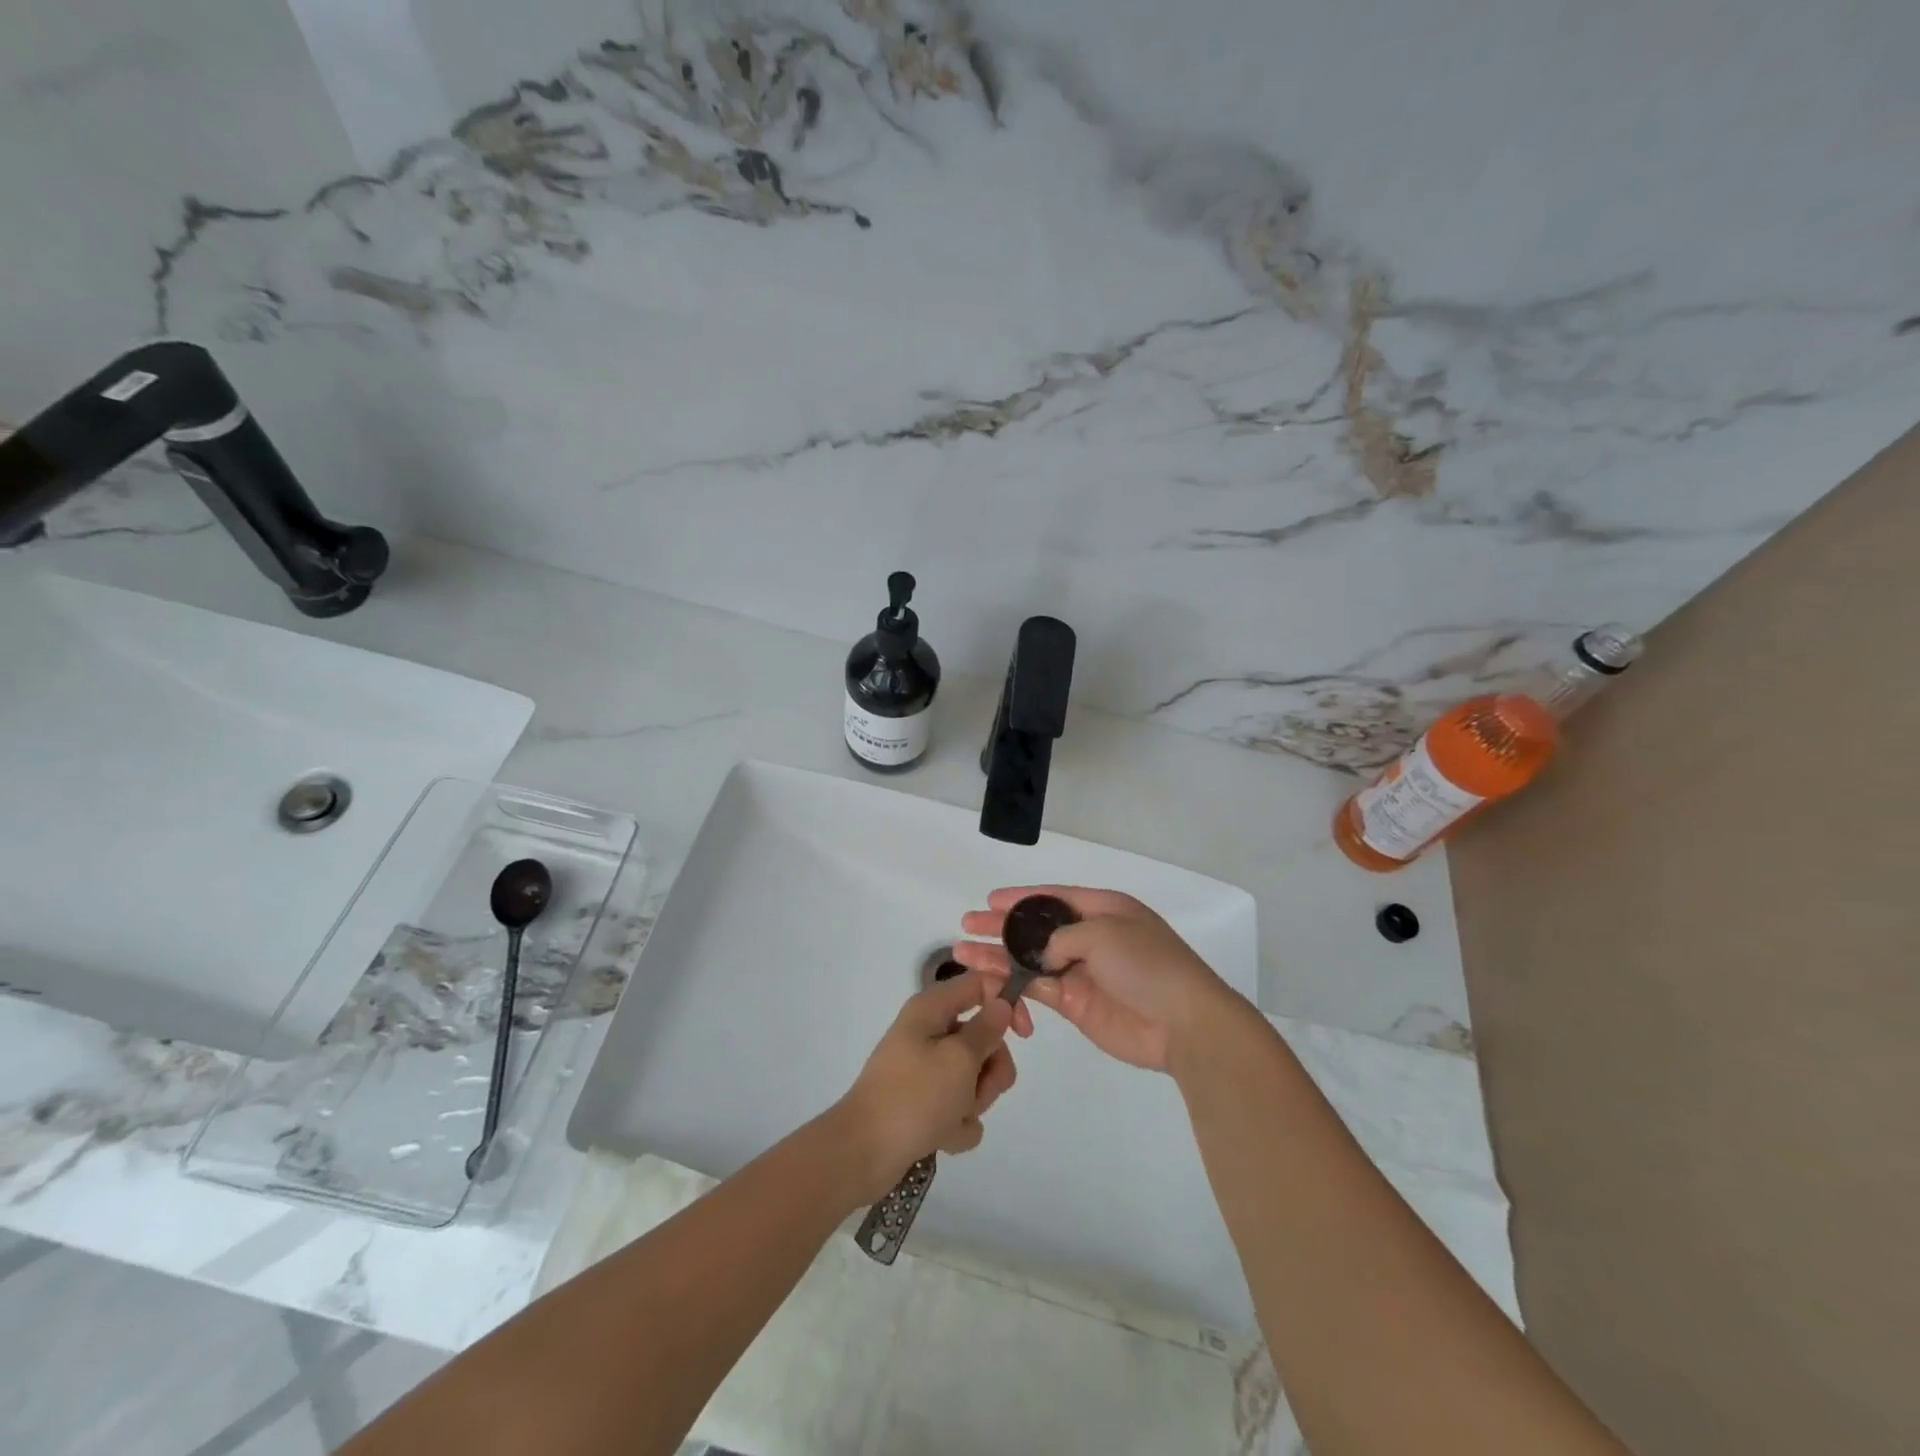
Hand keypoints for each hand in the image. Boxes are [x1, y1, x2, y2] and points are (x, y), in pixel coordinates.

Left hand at [831, 970, 1017, 1202]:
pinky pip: (958, 1108)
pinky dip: (957, 1125)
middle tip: (978, 1092)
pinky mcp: (923, 1104)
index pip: (980, 986)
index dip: (1007, 1004)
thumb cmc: (914, 1097)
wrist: (863, 1153)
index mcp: (932, 1010)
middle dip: (990, 1071)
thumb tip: (1001, 1004)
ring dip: (973, 1103)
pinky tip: (942, 1138)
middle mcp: (928, 1033)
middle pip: (982, 1039)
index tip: (1024, 1034)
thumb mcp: (959, 1059)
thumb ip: (987, 1030)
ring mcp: (925, 1070)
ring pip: (974, 1078)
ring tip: (953, 1120)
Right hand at [953, 886, 1236, 1071]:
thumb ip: (1062, 936)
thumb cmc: (1146, 965)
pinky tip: (990, 981)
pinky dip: (1014, 985)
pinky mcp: (1076, 1004)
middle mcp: (1089, 937)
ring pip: (1031, 960)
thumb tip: (1040, 954)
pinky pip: (1038, 989)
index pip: (1053, 897)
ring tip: (964, 954)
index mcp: (1103, 909)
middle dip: (1001, 927)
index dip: (1020, 898)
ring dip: (999, 957)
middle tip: (967, 926)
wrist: (1183, 1024)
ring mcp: (1081, 972)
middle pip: (1036, 928)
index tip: (989, 900)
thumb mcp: (1103, 932)